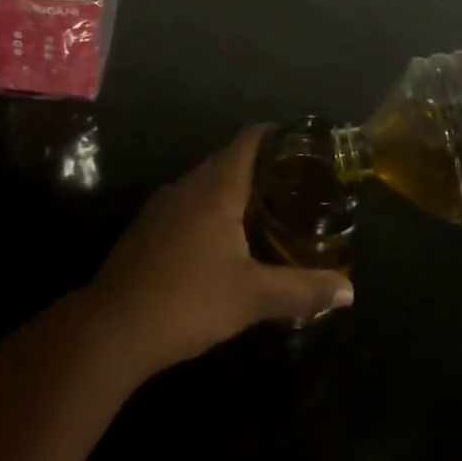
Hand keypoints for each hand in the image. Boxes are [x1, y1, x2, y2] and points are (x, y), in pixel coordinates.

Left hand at [84, 125, 353, 374]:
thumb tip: (349, 291)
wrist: (112, 326)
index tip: (303, 143)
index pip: (249, 139)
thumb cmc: (188, 301)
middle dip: (262, 164)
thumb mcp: (251, 298)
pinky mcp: (149, 224)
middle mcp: (189, 183)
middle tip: (296, 182)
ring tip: (266, 209)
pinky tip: (223, 238)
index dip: (276, 133)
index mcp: (216, 187)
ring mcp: (164, 202)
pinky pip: (189, 201)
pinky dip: (212, 206)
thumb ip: (301, 290)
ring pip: (207, 181)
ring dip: (235, 187)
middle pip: (230, 158)